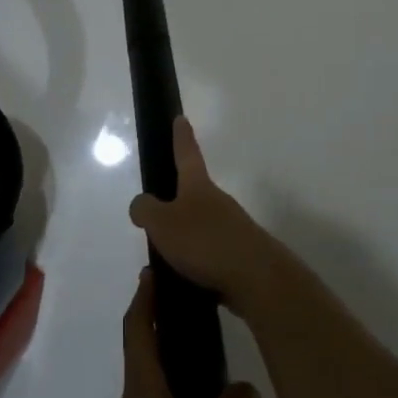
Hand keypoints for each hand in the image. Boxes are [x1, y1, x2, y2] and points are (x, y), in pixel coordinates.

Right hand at [129, 118, 272, 310]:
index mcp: (198, 187)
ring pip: (201, 226)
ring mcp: (231, 229)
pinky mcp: (238, 256)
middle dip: (177, 200)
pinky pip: (209, 254)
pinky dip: (194, 262)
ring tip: (163, 257)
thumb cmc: (205, 242)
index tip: (181, 118)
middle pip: (194, 193)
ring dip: (184, 237)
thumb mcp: (163, 223)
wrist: (256, 279)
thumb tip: (141, 204)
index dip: (181, 137)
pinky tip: (182, 278)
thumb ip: (146, 210)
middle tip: (156, 213)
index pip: (187, 154)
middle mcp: (218, 202)